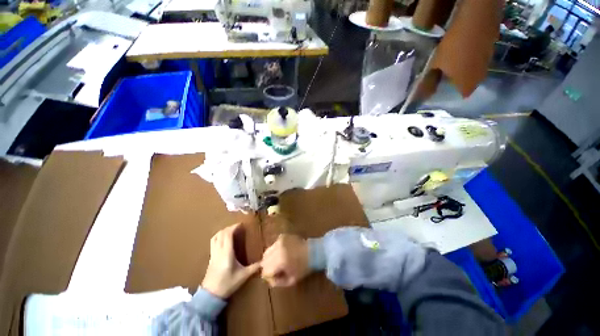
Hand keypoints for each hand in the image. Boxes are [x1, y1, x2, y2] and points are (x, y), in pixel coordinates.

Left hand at [201, 223, 259, 298]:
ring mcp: (213, 254)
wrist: (210, 295)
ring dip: (223, 231)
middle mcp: (219, 251)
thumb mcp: (243, 276)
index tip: (241, 224)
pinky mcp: (211, 258)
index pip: (227, 235)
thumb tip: (265, 262)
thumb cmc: (228, 284)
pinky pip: (213, 242)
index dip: (234, 227)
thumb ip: (254, 267)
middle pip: (221, 234)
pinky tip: (224, 241)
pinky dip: (219, 237)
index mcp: (227, 253)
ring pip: (215, 237)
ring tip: (231, 231)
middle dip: (229, 228)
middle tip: (238, 227)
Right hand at [261, 234, 310, 286]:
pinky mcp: (282, 236)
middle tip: (275, 269)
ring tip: (279, 260)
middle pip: (264, 259)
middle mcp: (277, 249)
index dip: (267, 275)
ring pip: (267, 251)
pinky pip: (273, 245)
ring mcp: (279, 241)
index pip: (265, 270)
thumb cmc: (303, 267)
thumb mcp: (291, 280)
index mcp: (280, 261)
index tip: (273, 276)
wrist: (313, 251)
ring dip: (270, 257)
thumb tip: (268, 279)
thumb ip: (277, 282)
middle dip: (267, 266)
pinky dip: (275, 250)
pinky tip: (283, 252)